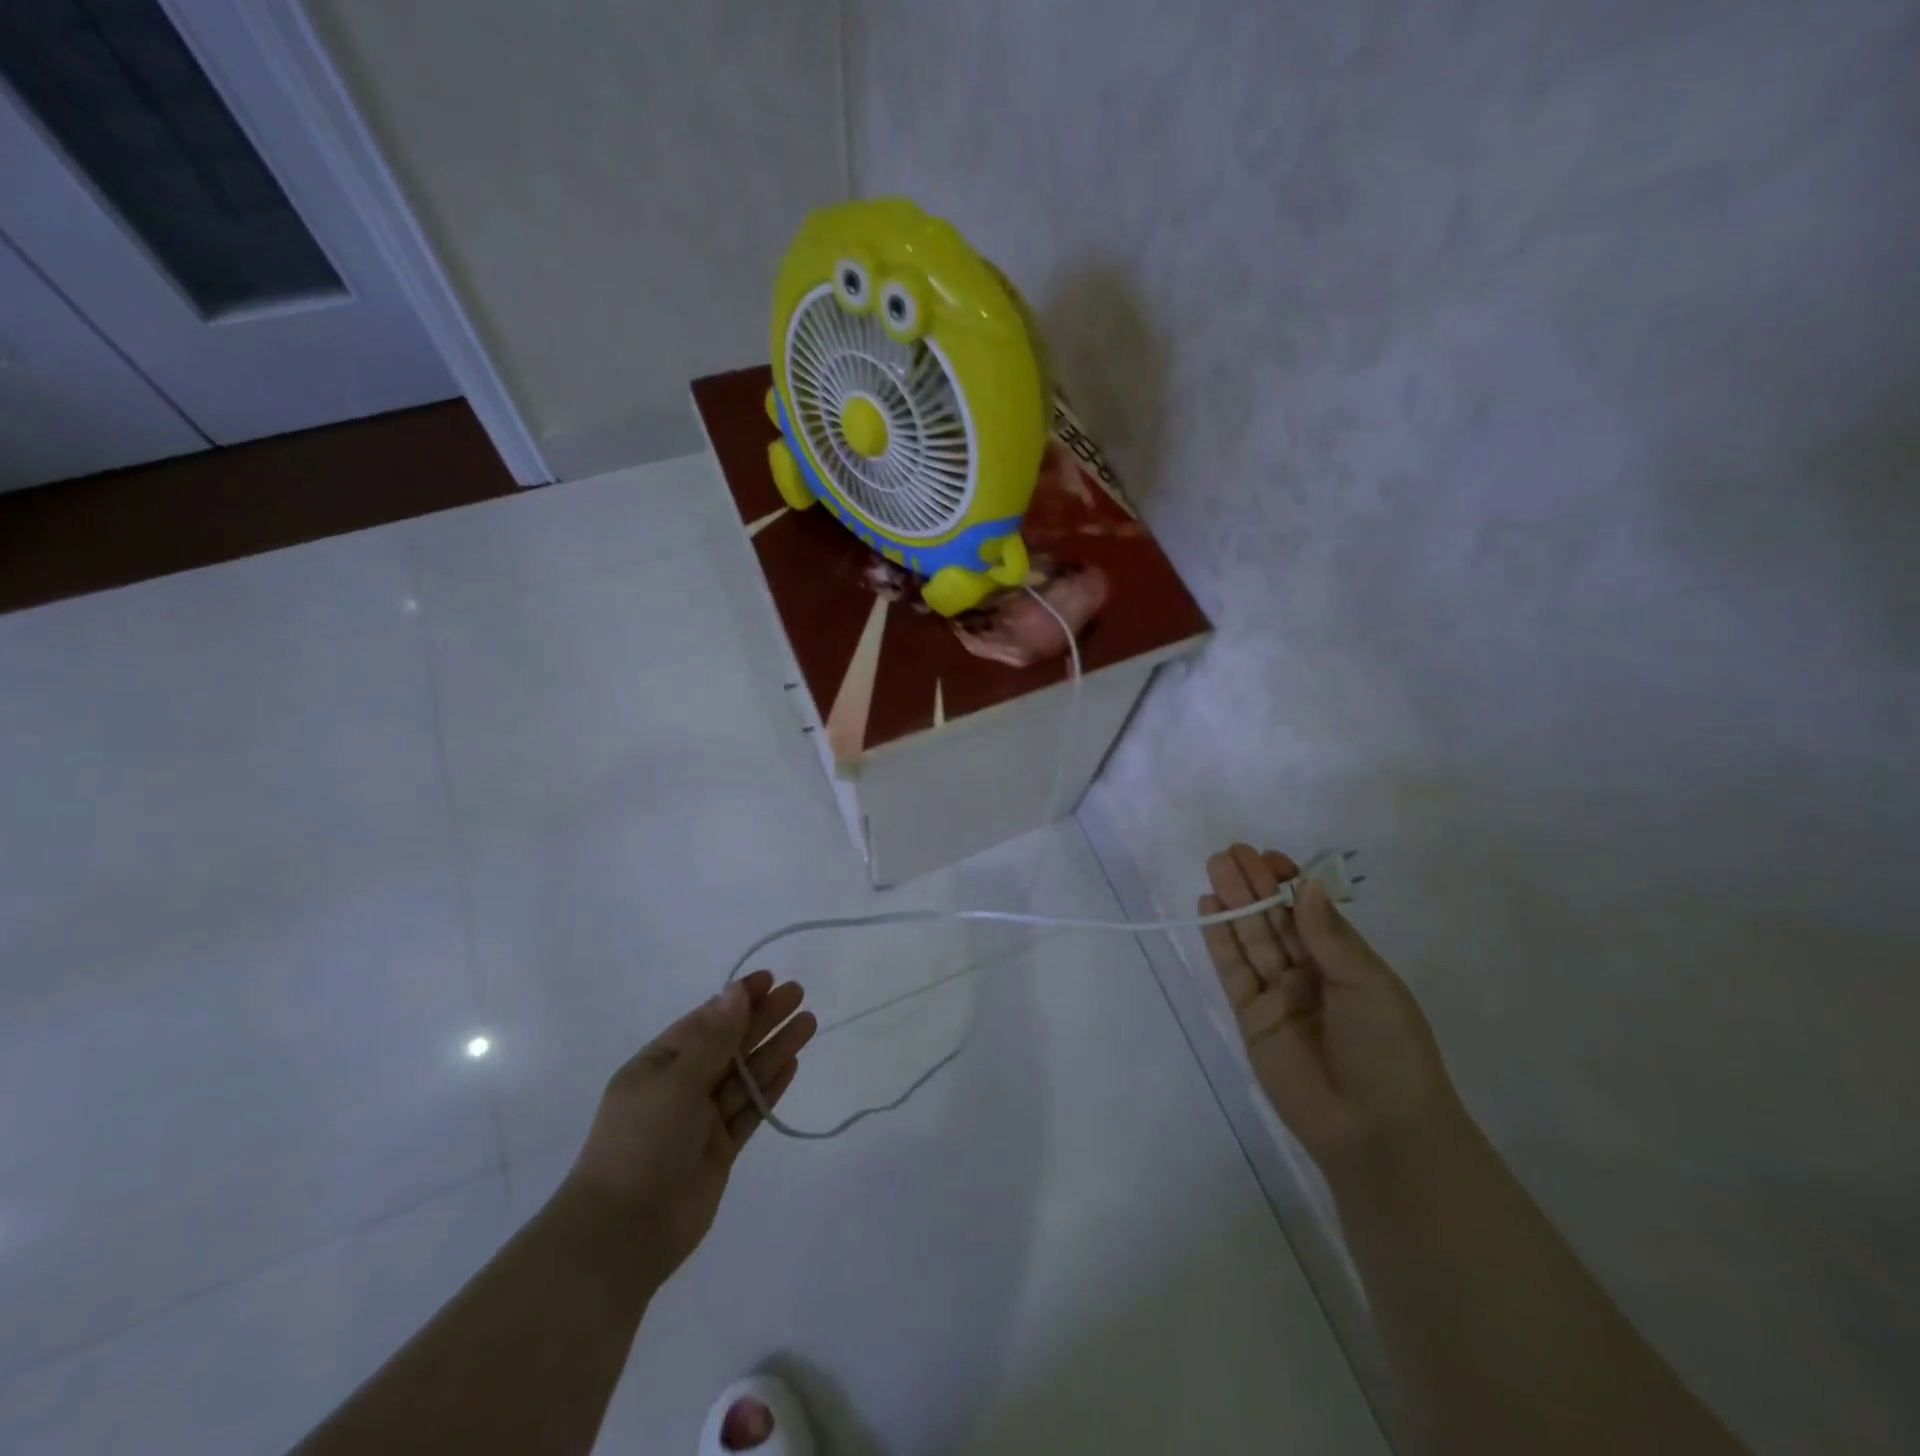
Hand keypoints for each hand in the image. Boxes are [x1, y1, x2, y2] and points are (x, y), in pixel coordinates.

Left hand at [563, 972, 815, 1283]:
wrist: (624, 1233)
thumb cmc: (643, 1141)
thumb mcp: (677, 1080)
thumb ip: (714, 1038)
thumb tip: (736, 991)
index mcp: (659, 1064)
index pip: (705, 1021)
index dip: (737, 999)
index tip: (769, 979)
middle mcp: (680, 1087)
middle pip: (730, 1045)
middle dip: (763, 1019)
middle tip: (798, 994)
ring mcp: (700, 1121)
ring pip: (745, 1075)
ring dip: (774, 1048)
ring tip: (808, 1023)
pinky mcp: (719, 1150)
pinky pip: (749, 1110)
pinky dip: (770, 1087)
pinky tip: (792, 1065)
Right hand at [1200, 844, 1466, 1171]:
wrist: (1376, 1129)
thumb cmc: (1389, 1050)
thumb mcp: (1368, 985)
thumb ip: (1329, 936)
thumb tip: (1307, 885)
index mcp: (1346, 963)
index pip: (1310, 912)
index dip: (1289, 884)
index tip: (1269, 857)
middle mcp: (1309, 973)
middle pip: (1275, 921)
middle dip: (1254, 886)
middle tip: (1230, 852)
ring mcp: (1277, 995)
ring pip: (1251, 939)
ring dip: (1233, 904)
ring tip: (1215, 867)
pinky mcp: (1250, 1016)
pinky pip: (1232, 970)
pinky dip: (1220, 940)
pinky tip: (1209, 909)